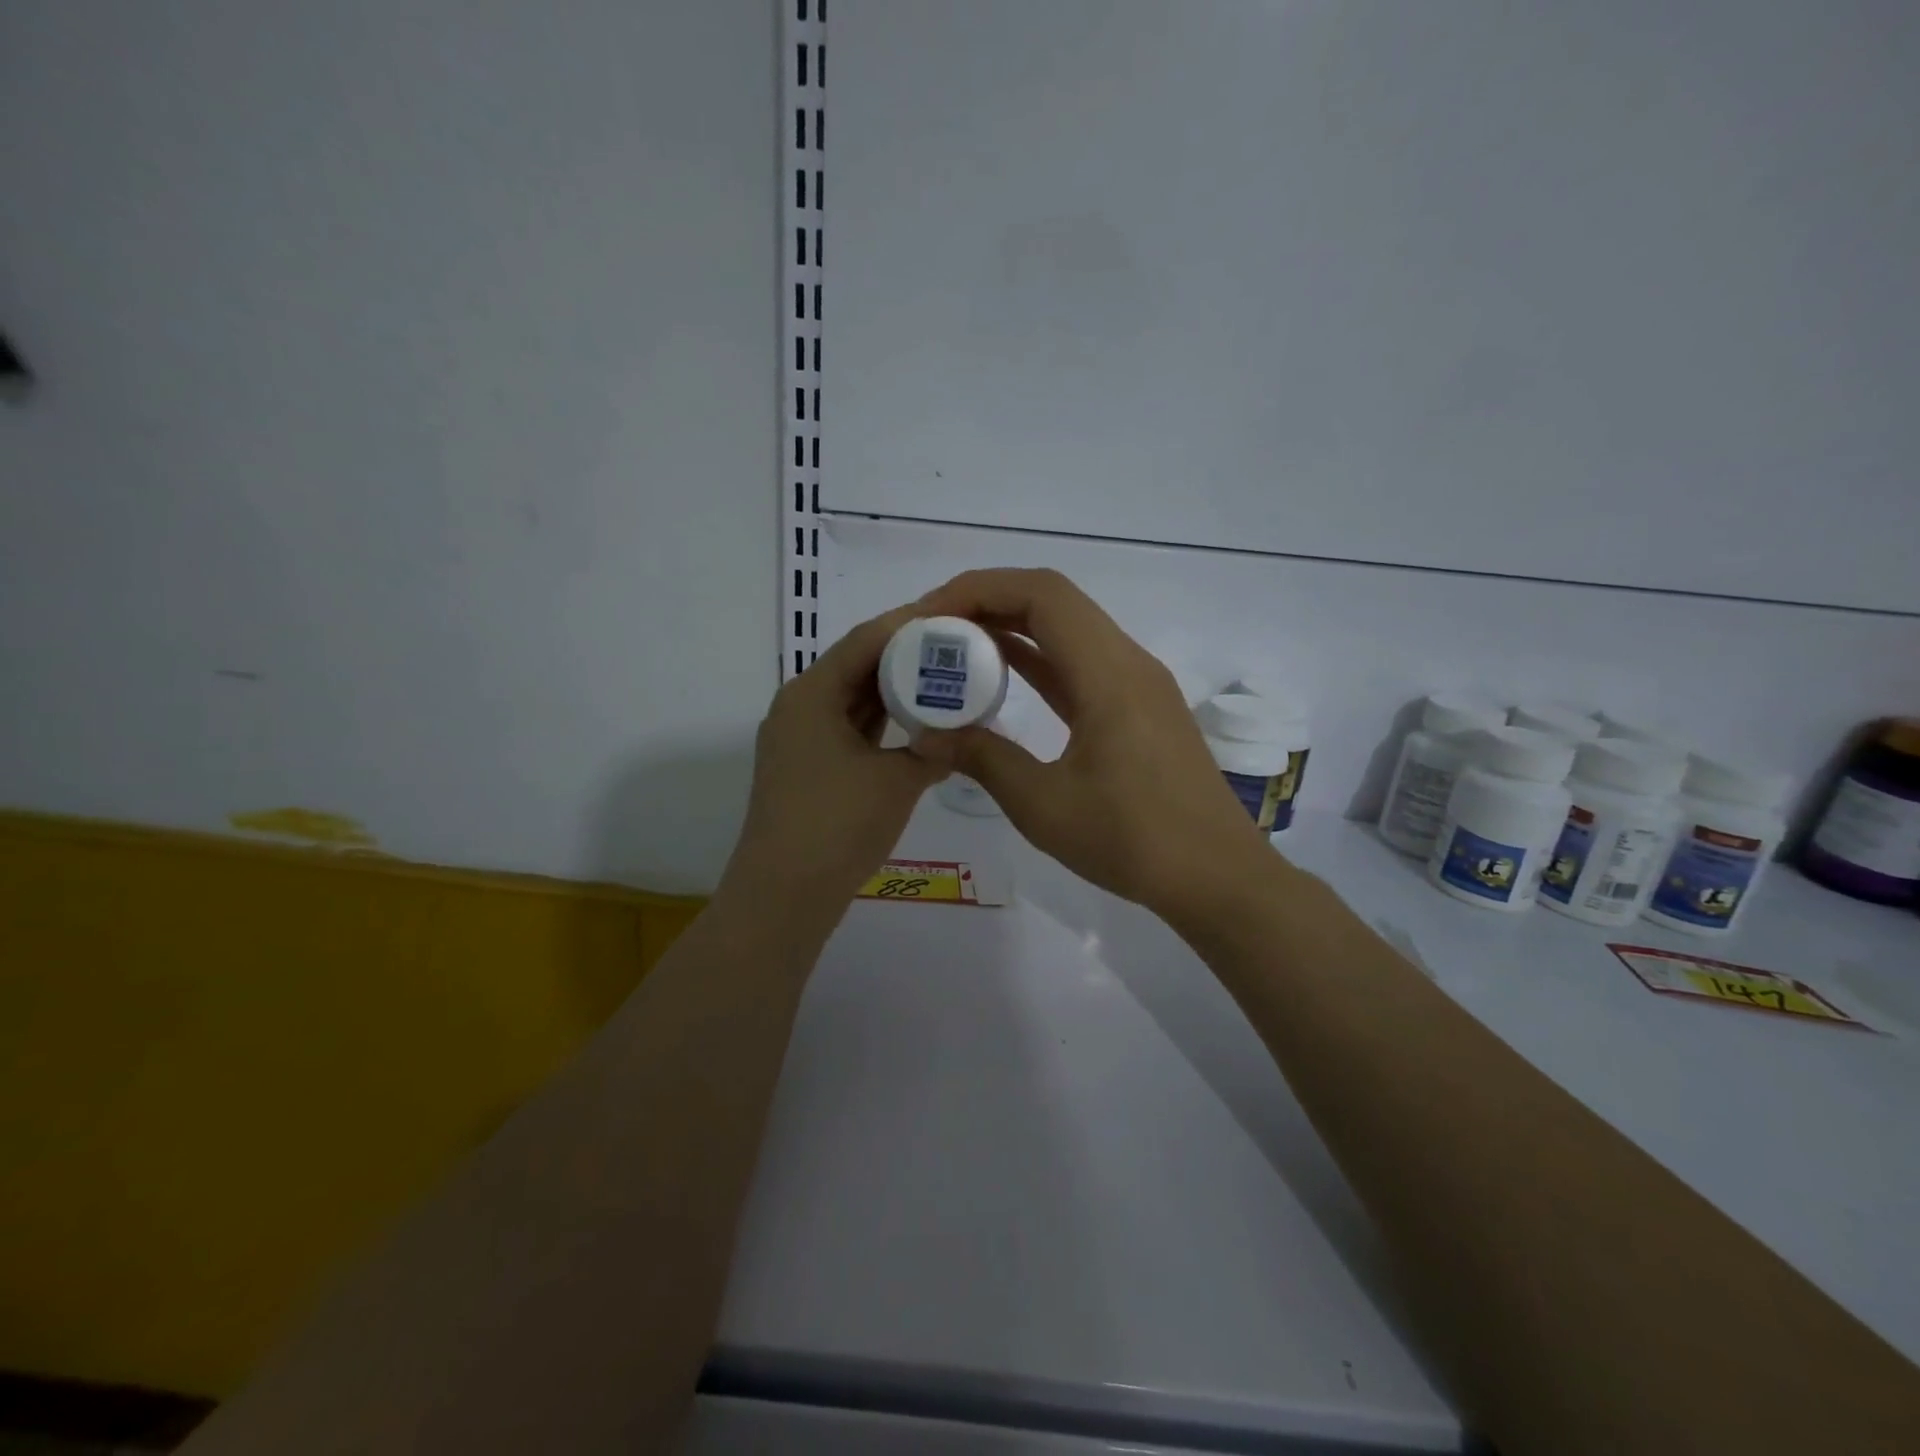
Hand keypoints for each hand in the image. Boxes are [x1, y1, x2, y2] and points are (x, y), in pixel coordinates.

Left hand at [722, 604, 953, 915]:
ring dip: (893, 692)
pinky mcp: (806, 767)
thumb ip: (934, 750)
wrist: (784, 895)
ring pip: (853, 700)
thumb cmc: (838, 825)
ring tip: (943, 680)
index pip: (865, 640)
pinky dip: (880, 724)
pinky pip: (848, 730)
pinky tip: (916, 725)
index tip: (952, 618)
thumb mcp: (897, 782)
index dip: (909, 625)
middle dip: (904, 657)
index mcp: (811, 694)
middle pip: (856, 665)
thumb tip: (964, 737)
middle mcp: (799, 706)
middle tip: (955, 650)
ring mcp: (799, 739)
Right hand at [917, 568, 1273, 923]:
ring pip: (1068, 629)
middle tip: (934, 630)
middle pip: (1053, 601)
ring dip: (1012, 628)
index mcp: (1109, 674)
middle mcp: (1127, 662)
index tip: (930, 616)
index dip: (980, 590)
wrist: (1216, 877)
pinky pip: (1080, 662)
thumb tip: (926, 735)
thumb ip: (982, 759)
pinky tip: (1001, 676)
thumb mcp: (1043, 805)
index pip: (1041, 594)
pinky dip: (1037, 658)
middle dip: (988, 603)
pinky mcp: (1138, 707)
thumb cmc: (1132, 840)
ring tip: (956, 649)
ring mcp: (1138, 683)